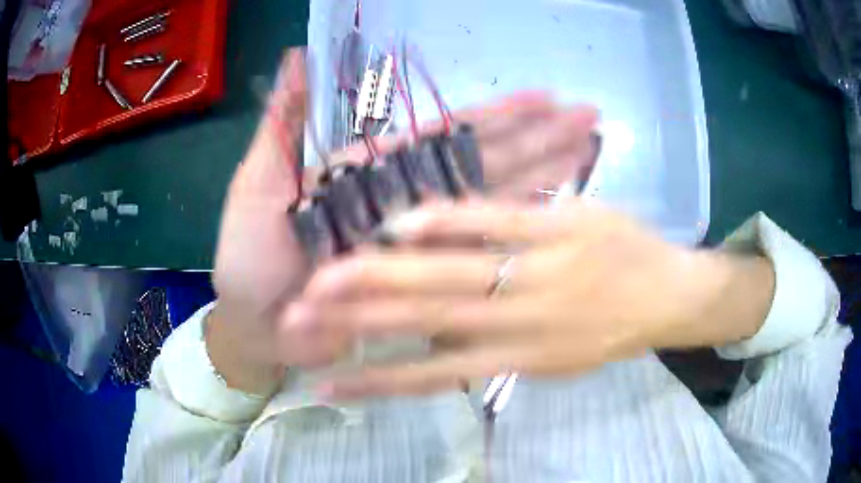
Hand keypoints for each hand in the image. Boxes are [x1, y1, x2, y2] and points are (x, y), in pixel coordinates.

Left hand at [207, 48, 599, 394]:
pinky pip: (474, 265)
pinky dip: (510, 246)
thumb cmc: (251, 255)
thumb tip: (298, 56)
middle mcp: (409, 201)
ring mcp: (420, 248)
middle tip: (588, 119)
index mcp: (376, 170)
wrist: (256, 323)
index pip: (449, 133)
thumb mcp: (259, 182)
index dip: (498, 115)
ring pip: (492, 207)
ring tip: (587, 158)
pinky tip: (553, 231)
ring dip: (542, 181)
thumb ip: (283, 123)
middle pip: (486, 163)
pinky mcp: (422, 289)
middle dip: (539, 139)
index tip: (547, 97)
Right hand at [287, 200, 774, 398]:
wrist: (673, 296)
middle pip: (421, 326)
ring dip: (380, 279)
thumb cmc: (614, 329)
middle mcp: (518, 324)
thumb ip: (498, 350)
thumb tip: (436, 346)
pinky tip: (398, 223)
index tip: (324, 385)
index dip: (374, 384)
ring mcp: (539, 272)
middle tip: (298, 317)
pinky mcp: (561, 228)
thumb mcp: (557, 357)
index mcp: (518, 360)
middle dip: (354, 323)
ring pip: (445, 280)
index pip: (430, 378)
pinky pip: (491, 222)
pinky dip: (442, 222)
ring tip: (327, 278)